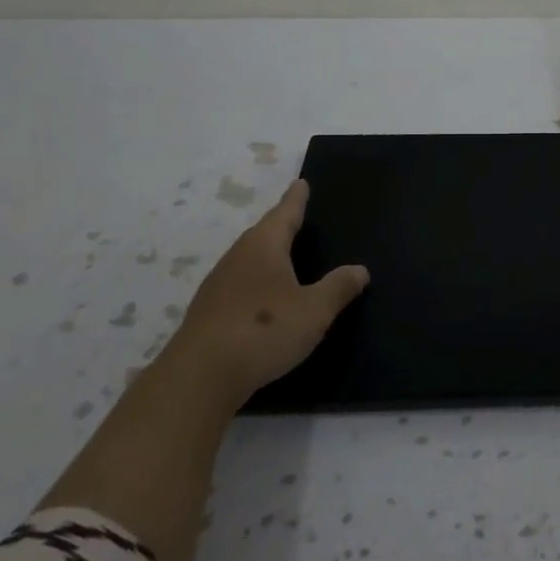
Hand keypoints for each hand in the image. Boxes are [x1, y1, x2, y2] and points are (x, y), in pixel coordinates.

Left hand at [177, 180, 368, 411]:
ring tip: (282, 257)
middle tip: (296, 218)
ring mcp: (218, 284)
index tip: (300, 183)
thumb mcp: (314, 311)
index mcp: (264, 245)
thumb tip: (360, 270)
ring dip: (265, 255)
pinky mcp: (207, 312)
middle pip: (263, 233)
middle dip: (280, 225)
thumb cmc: (264, 331)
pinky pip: (238, 284)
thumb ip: (338, 288)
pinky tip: (261, 298)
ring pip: (248, 259)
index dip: (296, 199)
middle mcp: (238, 256)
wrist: (199, 377)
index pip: (285, 213)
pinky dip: (254, 282)